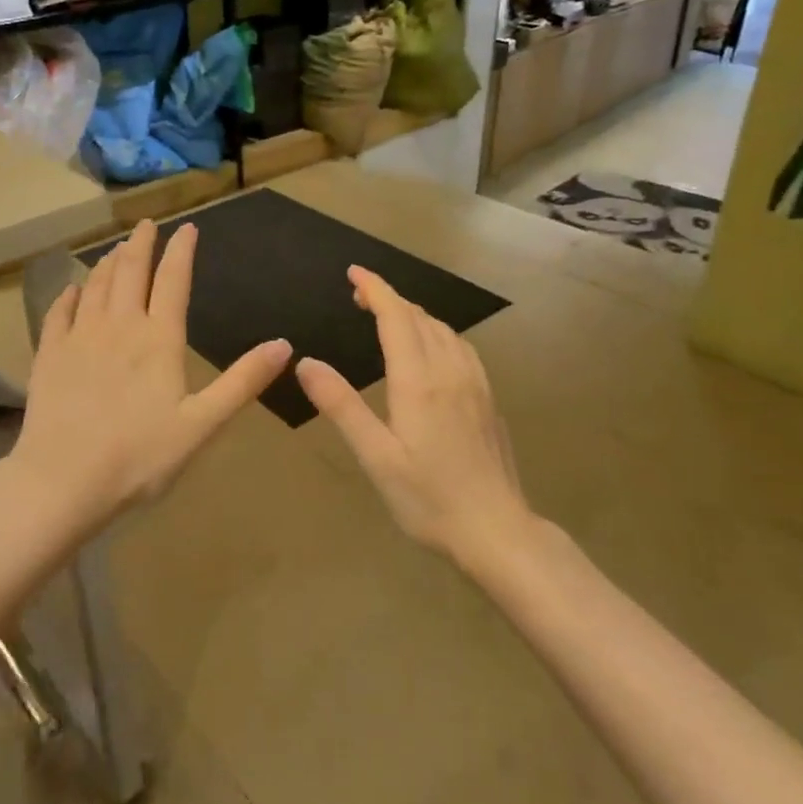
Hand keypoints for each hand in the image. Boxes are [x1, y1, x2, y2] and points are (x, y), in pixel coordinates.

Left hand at [11, 220, 291, 526]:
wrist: (62, 480)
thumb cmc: (140, 456)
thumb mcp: (203, 424)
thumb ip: (243, 382)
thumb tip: (284, 344)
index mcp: (159, 339)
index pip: (173, 280)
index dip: (181, 251)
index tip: (187, 228)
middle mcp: (119, 326)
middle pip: (131, 272)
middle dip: (141, 244)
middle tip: (146, 225)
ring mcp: (79, 338)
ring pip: (96, 286)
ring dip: (109, 263)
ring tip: (116, 250)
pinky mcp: (49, 355)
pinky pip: (59, 313)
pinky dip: (68, 296)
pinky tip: (71, 290)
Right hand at [296, 267, 527, 563]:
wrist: (497, 530)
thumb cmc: (429, 498)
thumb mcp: (375, 456)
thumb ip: (341, 405)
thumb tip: (305, 363)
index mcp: (418, 380)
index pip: (396, 316)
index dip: (375, 289)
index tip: (354, 272)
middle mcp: (449, 370)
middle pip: (419, 317)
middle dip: (389, 297)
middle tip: (359, 296)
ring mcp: (475, 383)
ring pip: (443, 329)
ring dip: (413, 313)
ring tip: (389, 316)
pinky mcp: (488, 398)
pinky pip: (460, 347)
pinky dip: (437, 332)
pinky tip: (431, 348)